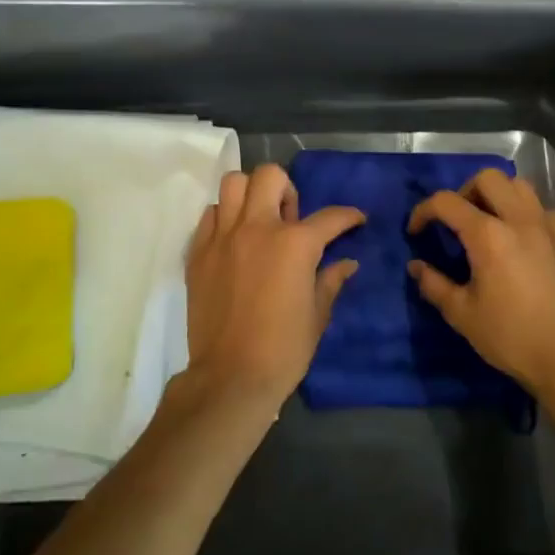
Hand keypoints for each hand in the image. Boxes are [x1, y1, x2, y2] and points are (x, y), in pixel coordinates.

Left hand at [184, 163, 364, 409]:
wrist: (230, 377)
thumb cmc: (284, 349)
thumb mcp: (318, 316)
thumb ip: (331, 281)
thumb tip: (347, 263)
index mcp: (295, 244)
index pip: (330, 217)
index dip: (349, 216)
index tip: (356, 219)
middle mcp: (258, 228)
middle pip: (270, 177)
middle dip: (287, 189)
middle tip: (290, 218)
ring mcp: (223, 238)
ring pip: (233, 185)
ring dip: (250, 195)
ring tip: (258, 220)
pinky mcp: (198, 253)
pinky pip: (210, 215)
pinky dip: (224, 218)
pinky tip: (233, 241)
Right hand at [407, 169, 554, 397]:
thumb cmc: (511, 336)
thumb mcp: (462, 314)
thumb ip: (434, 284)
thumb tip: (416, 266)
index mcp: (488, 235)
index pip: (446, 202)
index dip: (423, 211)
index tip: (415, 231)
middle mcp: (519, 219)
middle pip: (487, 178)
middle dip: (463, 192)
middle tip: (455, 221)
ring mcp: (547, 226)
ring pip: (519, 185)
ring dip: (496, 194)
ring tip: (486, 221)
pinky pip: (541, 208)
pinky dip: (523, 211)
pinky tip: (518, 238)